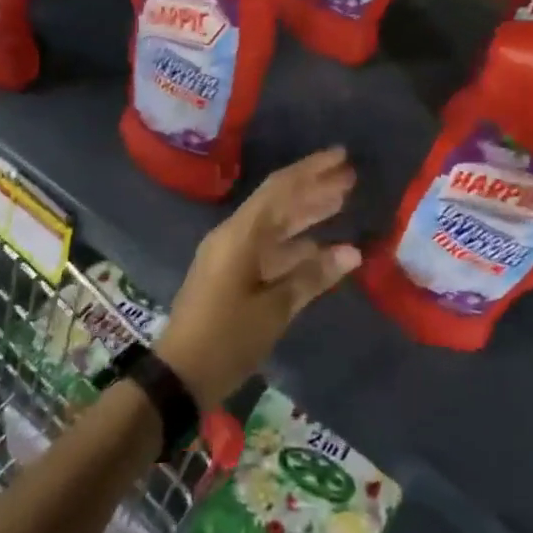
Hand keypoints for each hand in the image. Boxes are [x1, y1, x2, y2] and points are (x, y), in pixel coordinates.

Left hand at [155, 148, 361, 407]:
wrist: (180, 375)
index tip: (341, 156)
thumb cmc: (227, 340)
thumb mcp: (274, 310)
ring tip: (343, 202)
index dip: (312, 170)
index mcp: (240, 235)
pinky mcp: (232, 273)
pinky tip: (323, 247)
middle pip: (279, 202)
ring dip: (307, 213)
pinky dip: (296, 245)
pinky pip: (269, 248)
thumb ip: (312, 277)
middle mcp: (234, 236)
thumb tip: (352, 252)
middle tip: (351, 178)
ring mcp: (231, 254)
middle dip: (314, 188)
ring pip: (276, 225)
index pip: (280, 189)